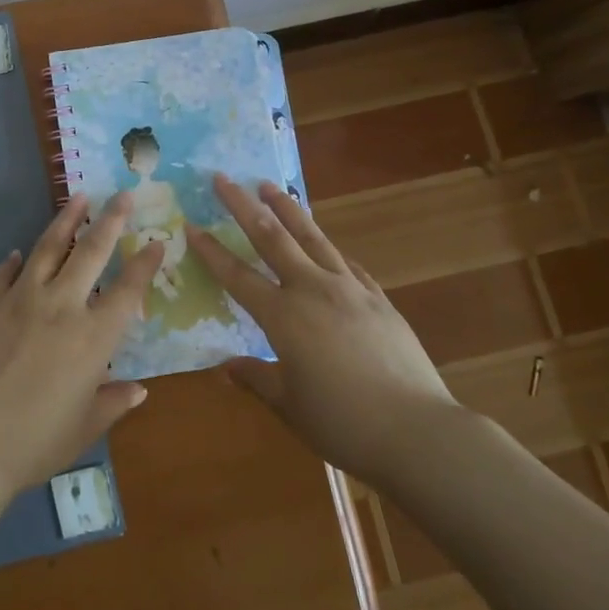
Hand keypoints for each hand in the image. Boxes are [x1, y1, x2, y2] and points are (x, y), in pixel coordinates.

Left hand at [0, 192, 162, 496]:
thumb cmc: (34, 442)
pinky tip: (17, 253)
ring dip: (66, 219)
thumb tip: (138, 389)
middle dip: (112, 219)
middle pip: (92, 251)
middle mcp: (61, 306)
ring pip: (49, 247)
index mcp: (93, 337)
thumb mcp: (84, 429)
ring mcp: (20, 298)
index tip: (156, 241)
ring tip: (79, 197)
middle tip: (123, 194)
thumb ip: (113, 403)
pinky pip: (4, 273)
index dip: (145, 263)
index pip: (128, 290)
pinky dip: (14, 261)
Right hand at [186, 175, 457, 480]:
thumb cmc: (343, 423)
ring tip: (271, 186)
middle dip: (244, 205)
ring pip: (312, 237)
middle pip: (272, 238)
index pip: (237, 275)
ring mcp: (349, 290)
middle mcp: (312, 290)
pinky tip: (327, 244)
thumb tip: (226, 368)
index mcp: (283, 316)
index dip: (211, 251)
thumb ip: (256, 379)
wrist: (417, 430)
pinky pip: (348, 264)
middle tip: (224, 178)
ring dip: (288, 209)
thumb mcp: (289, 405)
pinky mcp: (379, 299)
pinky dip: (330, 249)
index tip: (191, 224)